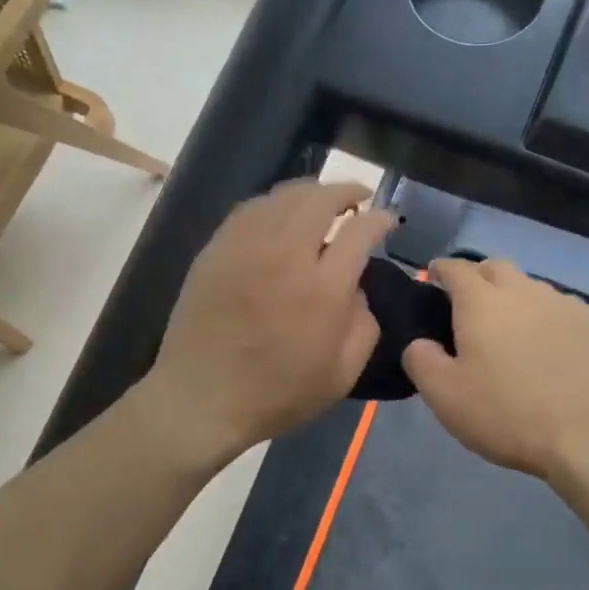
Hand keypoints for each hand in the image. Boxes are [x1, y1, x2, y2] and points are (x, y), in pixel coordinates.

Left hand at [144, 180, 393, 460]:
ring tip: (322, 203)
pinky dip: (274, 204)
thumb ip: (364, 327)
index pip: (360, 231)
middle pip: (321, 199)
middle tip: (358, 199)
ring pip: (284, 196)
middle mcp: (286, 255)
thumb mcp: (341, 375)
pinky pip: (251, 209)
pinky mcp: (217, 249)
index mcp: (322, 289)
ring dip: (311, 192)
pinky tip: (280, 216)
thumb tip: (358, 289)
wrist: (201, 398)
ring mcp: (246, 247)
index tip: (387, 220)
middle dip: (347, 191)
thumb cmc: (276, 395)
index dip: (380, 218)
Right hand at [403, 258, 588, 481]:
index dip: (441, 270)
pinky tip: (545, 345)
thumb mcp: (444, 396)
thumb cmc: (507, 414)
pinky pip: (558, 308)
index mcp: (482, 302)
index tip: (433, 278)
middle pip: (496, 268)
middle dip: (478, 277)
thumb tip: (420, 342)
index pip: (456, 268)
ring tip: (508, 329)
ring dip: (513, 297)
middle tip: (467, 305)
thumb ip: (420, 359)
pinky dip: (543, 317)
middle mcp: (523, 291)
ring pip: (530, 287)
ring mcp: (563, 306)